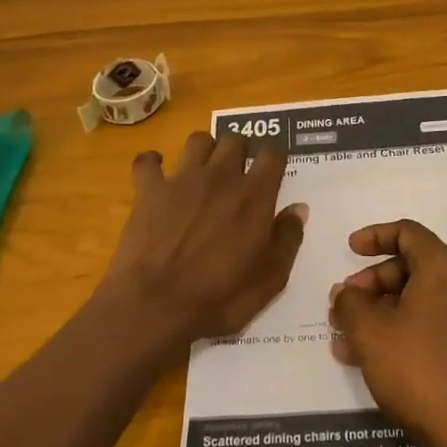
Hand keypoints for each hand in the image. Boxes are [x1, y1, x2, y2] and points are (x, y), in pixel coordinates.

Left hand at [99, 130, 306, 343]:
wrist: (155, 307)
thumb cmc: (219, 298)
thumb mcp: (269, 280)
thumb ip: (287, 239)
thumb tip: (298, 208)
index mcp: (254, 196)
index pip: (272, 155)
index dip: (274, 159)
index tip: (273, 171)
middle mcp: (220, 177)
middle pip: (234, 139)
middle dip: (240, 150)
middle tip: (238, 172)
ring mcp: (182, 179)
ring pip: (197, 140)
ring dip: (204, 150)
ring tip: (203, 170)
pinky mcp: (149, 190)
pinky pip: (148, 161)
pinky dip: (152, 163)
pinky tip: (157, 173)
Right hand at [329, 220, 446, 446]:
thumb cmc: (418, 370)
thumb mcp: (370, 332)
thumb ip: (350, 303)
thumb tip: (346, 294)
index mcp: (444, 267)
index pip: (407, 233)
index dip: (375, 236)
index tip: (349, 250)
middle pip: (412, 265)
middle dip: (373, 282)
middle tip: (344, 303)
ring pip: (418, 298)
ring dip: (381, 310)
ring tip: (346, 336)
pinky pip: (430, 322)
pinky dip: (400, 329)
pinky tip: (367, 357)